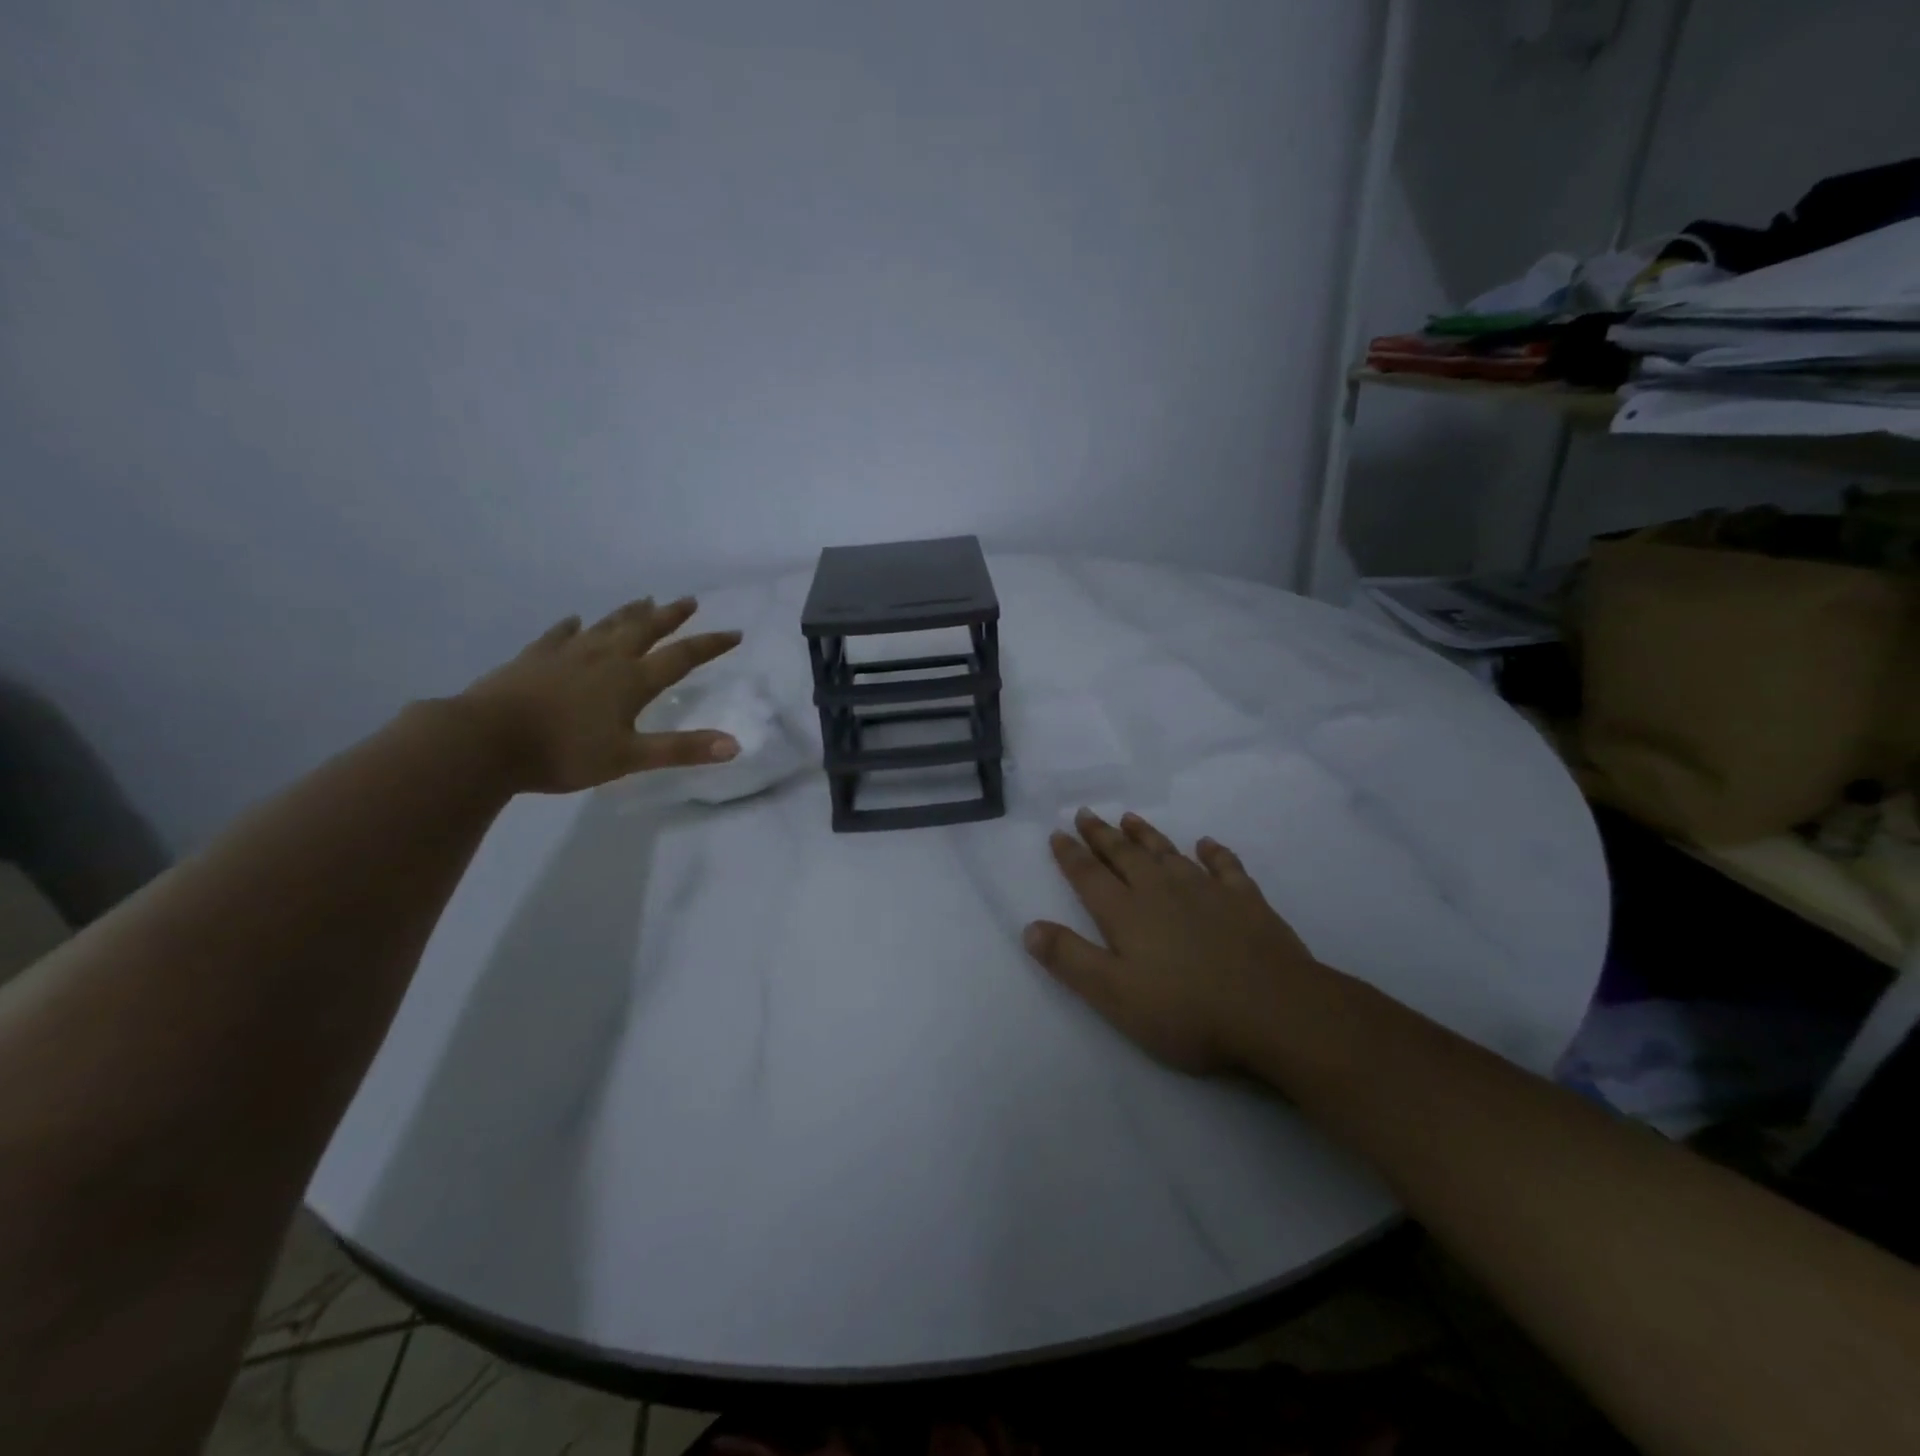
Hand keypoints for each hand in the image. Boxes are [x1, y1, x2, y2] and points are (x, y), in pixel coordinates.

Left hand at [457, 597, 742, 793]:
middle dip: (670, 616)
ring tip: (645, 598)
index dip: (710, 645)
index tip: (734, 633)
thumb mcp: (629, 758)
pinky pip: (559, 635)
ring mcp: (567, 654)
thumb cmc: (563, 753)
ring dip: (629, 613)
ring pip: (606, 626)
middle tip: (689, 600)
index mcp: (631, 681)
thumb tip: (734, 745)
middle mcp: (605, 658)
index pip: (681, 657)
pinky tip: (574, 620)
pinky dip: (571, 626)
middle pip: (644, 630)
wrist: (484, 741)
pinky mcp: (534, 659)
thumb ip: (682, 749)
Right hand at [1023, 809, 1323, 1075]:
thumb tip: (1029, 926)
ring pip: (1168, 853)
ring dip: (1146, 835)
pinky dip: (1214, 852)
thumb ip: (1070, 959)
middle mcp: (1161, 891)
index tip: (1057, 833)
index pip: (1089, 876)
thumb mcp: (1114, 995)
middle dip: (1101, 834)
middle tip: (1085, 813)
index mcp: (1127, 913)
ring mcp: (1206, 891)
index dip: (1071, 854)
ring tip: (1130, 818)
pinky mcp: (1246, 900)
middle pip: (1125, 855)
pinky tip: (1207, 844)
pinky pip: (1225, 866)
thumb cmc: (1186, 1010)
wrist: (1274, 1010)